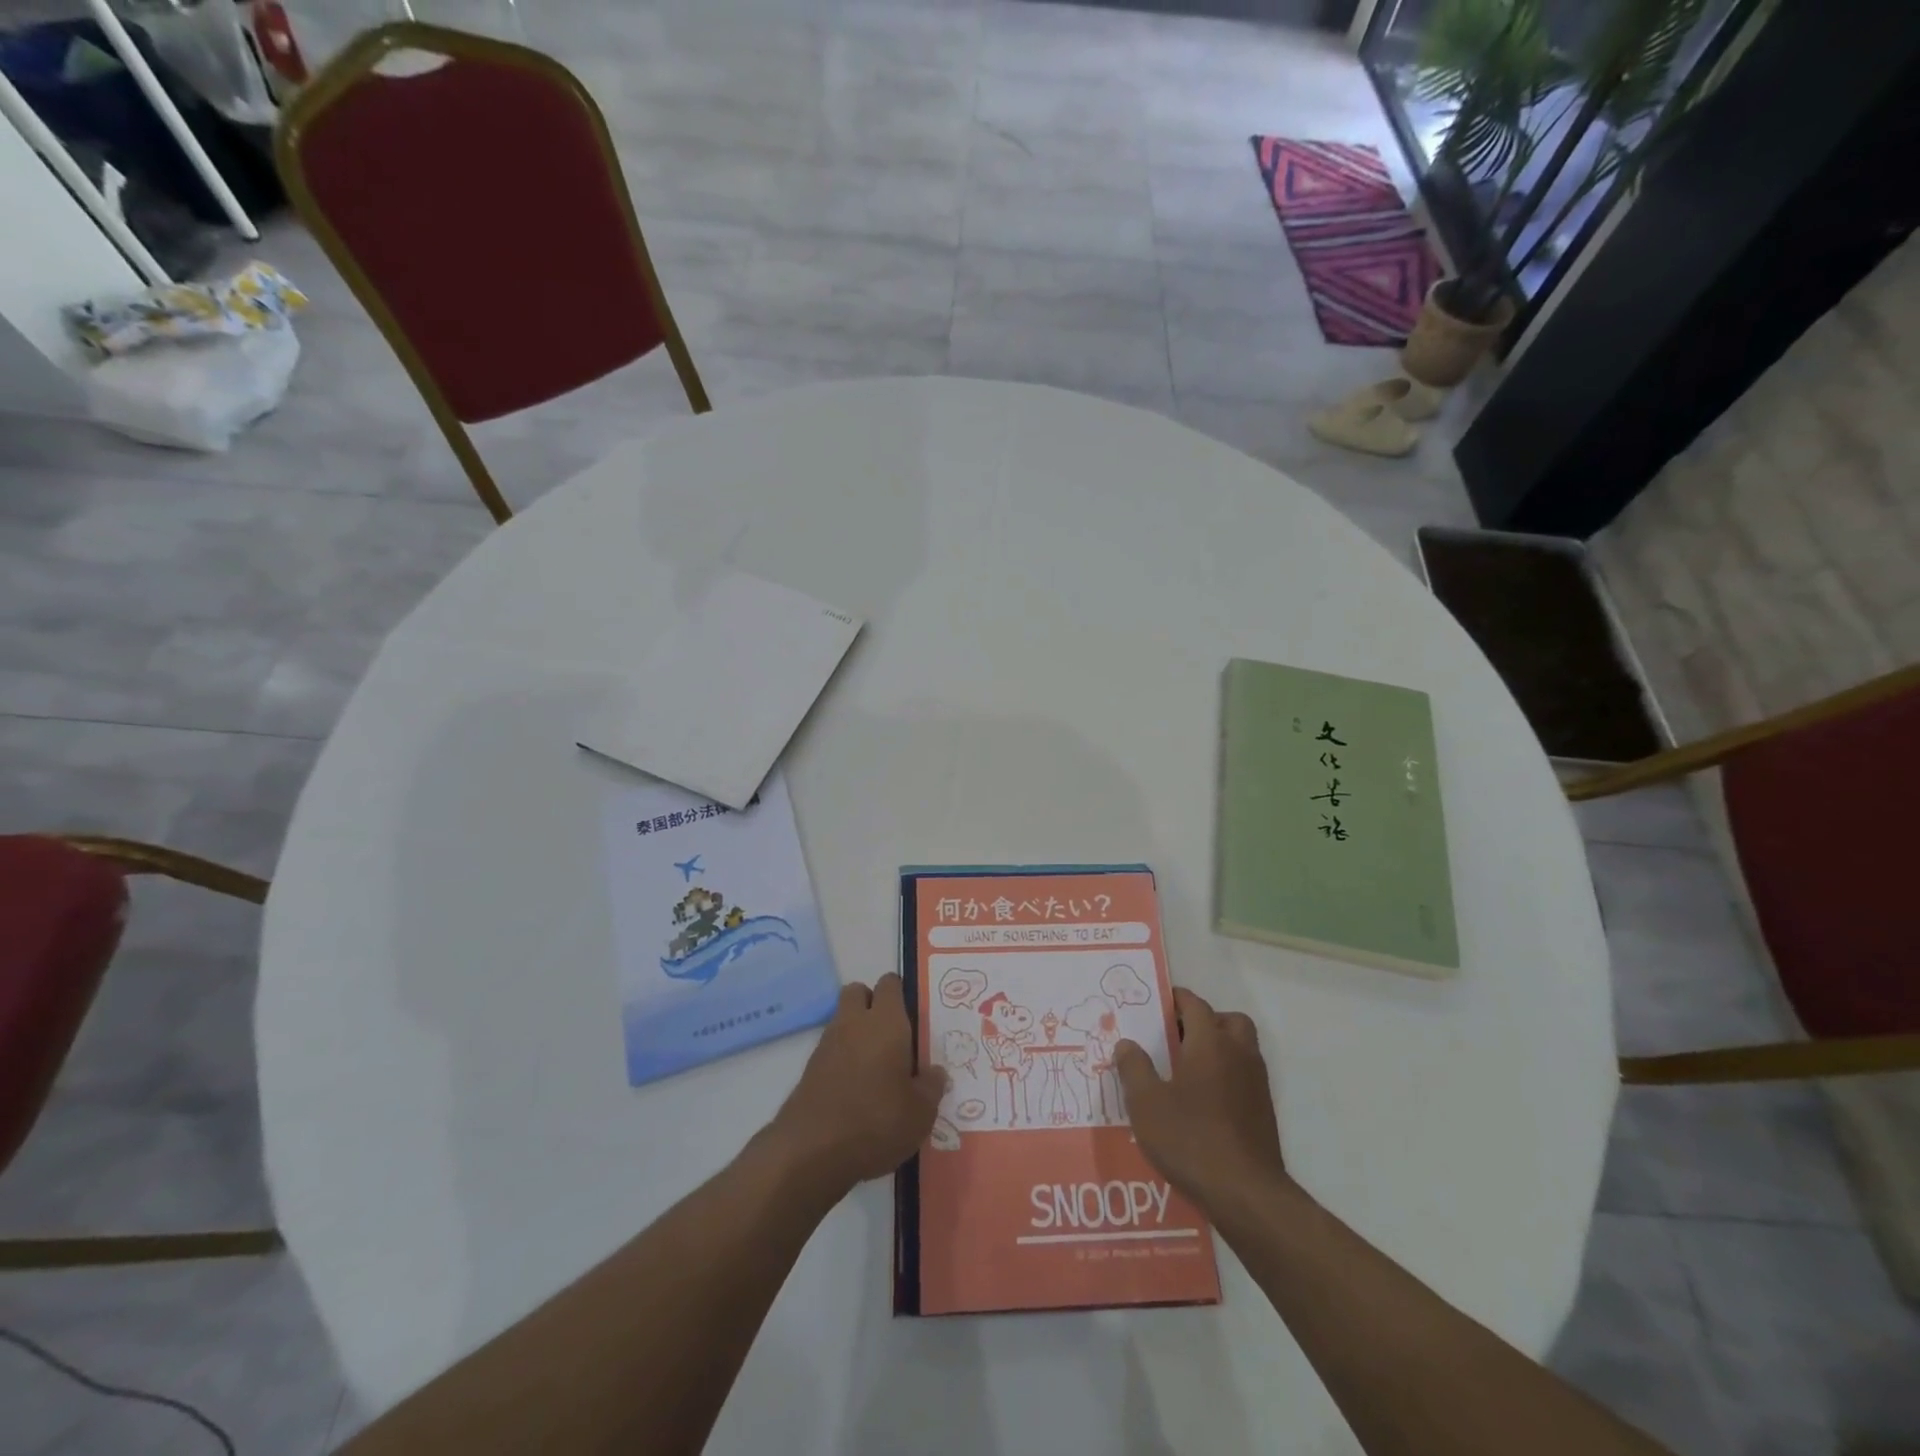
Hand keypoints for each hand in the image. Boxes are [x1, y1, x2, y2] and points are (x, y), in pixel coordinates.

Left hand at [763, 975, 946, 1204]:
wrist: (812, 1151)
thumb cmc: (877, 1122)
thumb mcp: (920, 1112)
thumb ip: (931, 1086)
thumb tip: (935, 1071)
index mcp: (886, 1022)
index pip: (890, 984)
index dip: (900, 994)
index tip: (912, 1015)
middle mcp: (854, 1023)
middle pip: (858, 992)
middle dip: (871, 1003)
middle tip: (891, 1034)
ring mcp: (827, 1044)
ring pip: (842, 1019)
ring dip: (856, 1032)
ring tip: (876, 1067)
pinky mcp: (809, 1069)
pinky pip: (831, 1049)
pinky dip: (842, 1058)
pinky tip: (856, 1088)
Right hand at [1115, 988, 1286, 1209]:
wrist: (1246, 1194)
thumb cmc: (1191, 1139)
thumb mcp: (1146, 1104)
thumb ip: (1134, 1068)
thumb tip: (1127, 1043)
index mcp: (1210, 1043)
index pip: (1196, 1005)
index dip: (1177, 999)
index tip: (1158, 1003)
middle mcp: (1238, 1055)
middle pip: (1228, 1021)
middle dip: (1206, 1020)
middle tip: (1178, 1036)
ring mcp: (1256, 1084)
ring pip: (1241, 1048)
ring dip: (1219, 1047)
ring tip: (1187, 1068)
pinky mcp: (1263, 1112)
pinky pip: (1245, 1076)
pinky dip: (1227, 1075)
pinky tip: (1203, 1101)